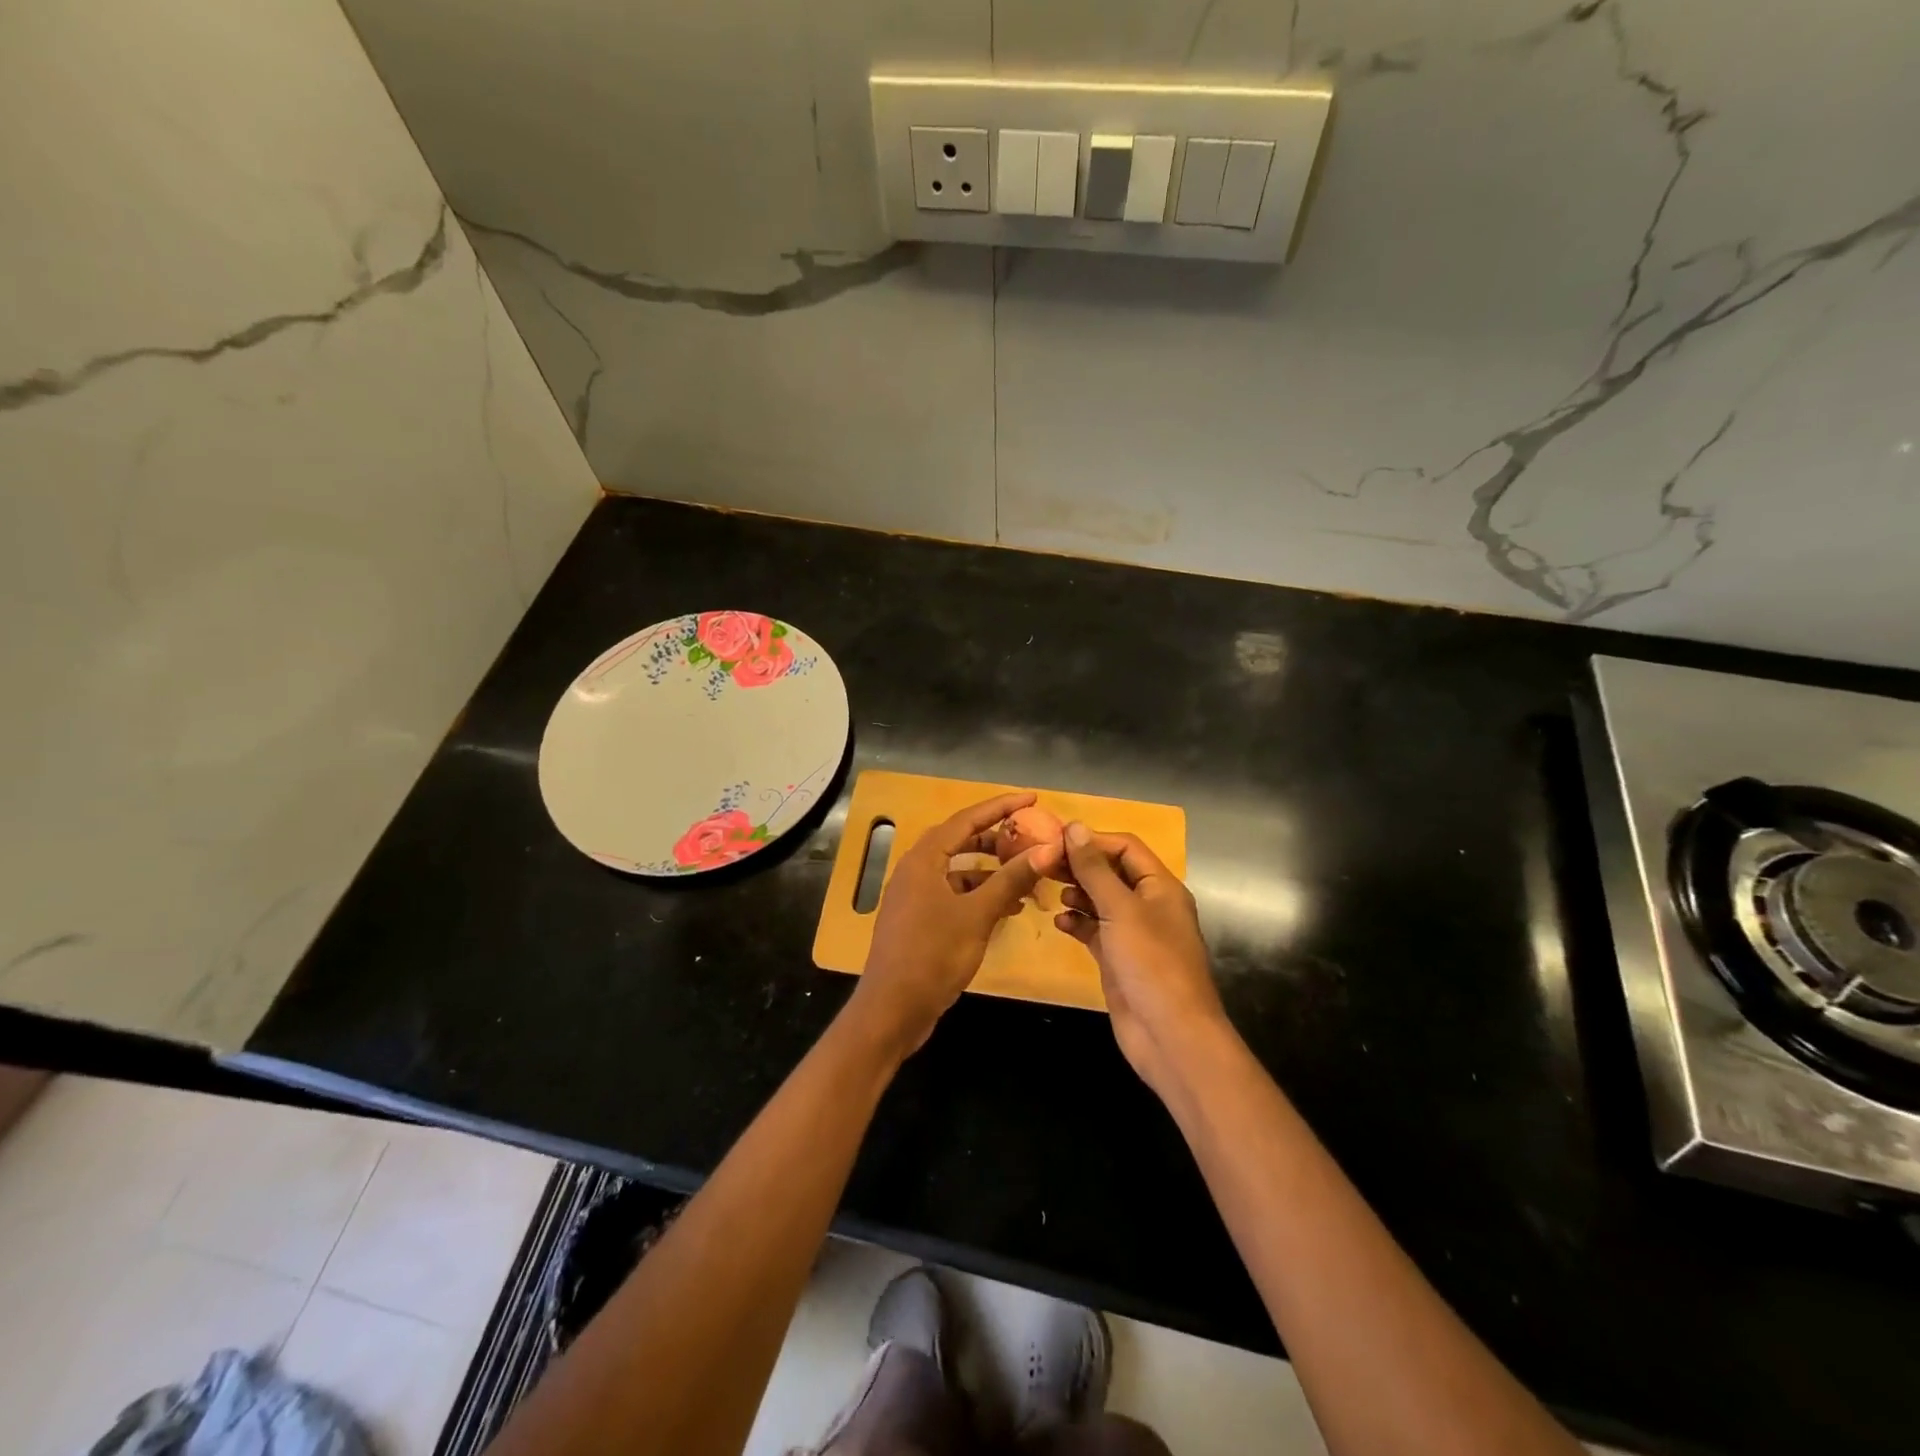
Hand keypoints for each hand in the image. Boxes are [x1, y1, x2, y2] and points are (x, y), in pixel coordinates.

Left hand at [853, 791, 1044, 1056]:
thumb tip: (1048, 849)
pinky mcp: (919, 920)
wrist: (892, 1010)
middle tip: (1031, 837)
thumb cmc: (933, 954)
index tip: (1032, 798)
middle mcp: (916, 870)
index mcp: (924, 859)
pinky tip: (1006, 909)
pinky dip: (979, 896)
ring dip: (991, 872)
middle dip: (997, 839)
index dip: (1001, 807)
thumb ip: (1012, 879)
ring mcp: (915, 896)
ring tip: (1027, 877)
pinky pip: (954, 895)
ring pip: (959, 871)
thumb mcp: (978, 914)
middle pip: (961, 842)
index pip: (967, 819)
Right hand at [1055, 822, 1231, 1097]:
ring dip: (1076, 894)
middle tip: (1043, 864)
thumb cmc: (1150, 962)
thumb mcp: (1121, 909)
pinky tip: (1058, 923)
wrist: (1170, 1034)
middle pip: (1111, 872)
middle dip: (1079, 866)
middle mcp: (1148, 905)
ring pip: (1100, 901)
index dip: (1092, 840)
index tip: (1055, 840)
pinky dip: (1077, 923)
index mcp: (1160, 886)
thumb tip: (1074, 827)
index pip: (1125, 847)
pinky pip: (1094, 931)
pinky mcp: (1118, 959)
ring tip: (1049, 891)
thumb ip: (1095, 869)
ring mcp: (1133, 934)